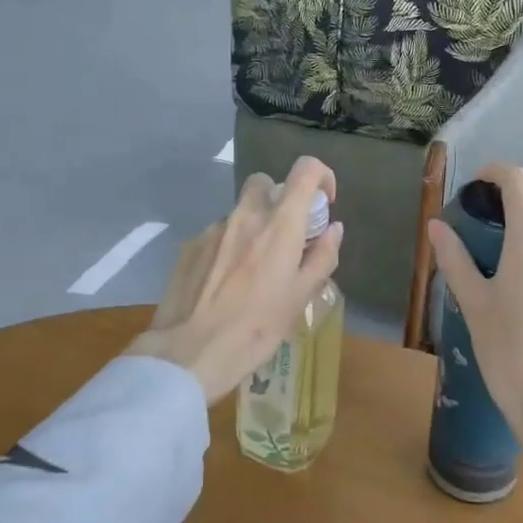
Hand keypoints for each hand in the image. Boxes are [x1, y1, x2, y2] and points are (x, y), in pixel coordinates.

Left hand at [127, 157, 343, 404]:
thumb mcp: (300, 298)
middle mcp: (245, 215)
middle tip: (284, 236)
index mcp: (280, 224)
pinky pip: (217, 234)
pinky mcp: (189, 245)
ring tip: (251, 272)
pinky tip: (223, 284)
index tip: (323, 203)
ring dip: (251, 228)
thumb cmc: (255, 328)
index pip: (305, 170)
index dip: (321, 176)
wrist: (188, 352)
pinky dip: (227, 247)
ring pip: (239, 212)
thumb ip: (322, 257)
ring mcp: (213, 228)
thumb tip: (334, 229)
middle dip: (279, 199)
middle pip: (265, 182)